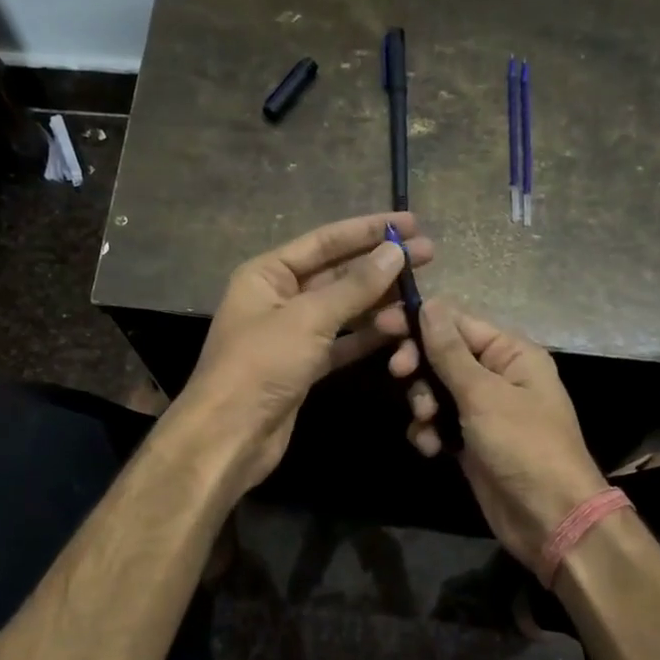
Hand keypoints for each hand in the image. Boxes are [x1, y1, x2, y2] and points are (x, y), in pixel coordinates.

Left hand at [173, 213, 429, 493]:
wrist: (230, 436)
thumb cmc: (261, 366)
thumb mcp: (308, 319)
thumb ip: (355, 286)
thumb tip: (395, 251)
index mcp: (268, 273)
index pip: (325, 241)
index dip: (368, 230)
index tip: (410, 223)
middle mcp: (279, 297)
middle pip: (337, 273)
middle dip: (380, 266)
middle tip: (429, 255)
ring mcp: (293, 334)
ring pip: (344, 309)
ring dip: (379, 304)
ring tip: (419, 299)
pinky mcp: (305, 366)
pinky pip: (343, 342)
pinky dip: (369, 336)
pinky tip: (401, 329)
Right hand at [395, 299, 609, 574]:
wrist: (548, 517)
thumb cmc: (523, 446)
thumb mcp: (483, 394)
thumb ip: (450, 351)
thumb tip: (429, 303)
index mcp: (512, 353)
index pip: (458, 322)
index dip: (419, 322)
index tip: (381, 326)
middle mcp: (498, 375)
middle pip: (443, 355)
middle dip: (419, 366)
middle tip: (399, 374)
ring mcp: (483, 410)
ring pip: (436, 390)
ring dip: (423, 403)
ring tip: (427, 422)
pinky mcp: (470, 441)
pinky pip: (438, 423)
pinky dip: (429, 431)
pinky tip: (430, 448)